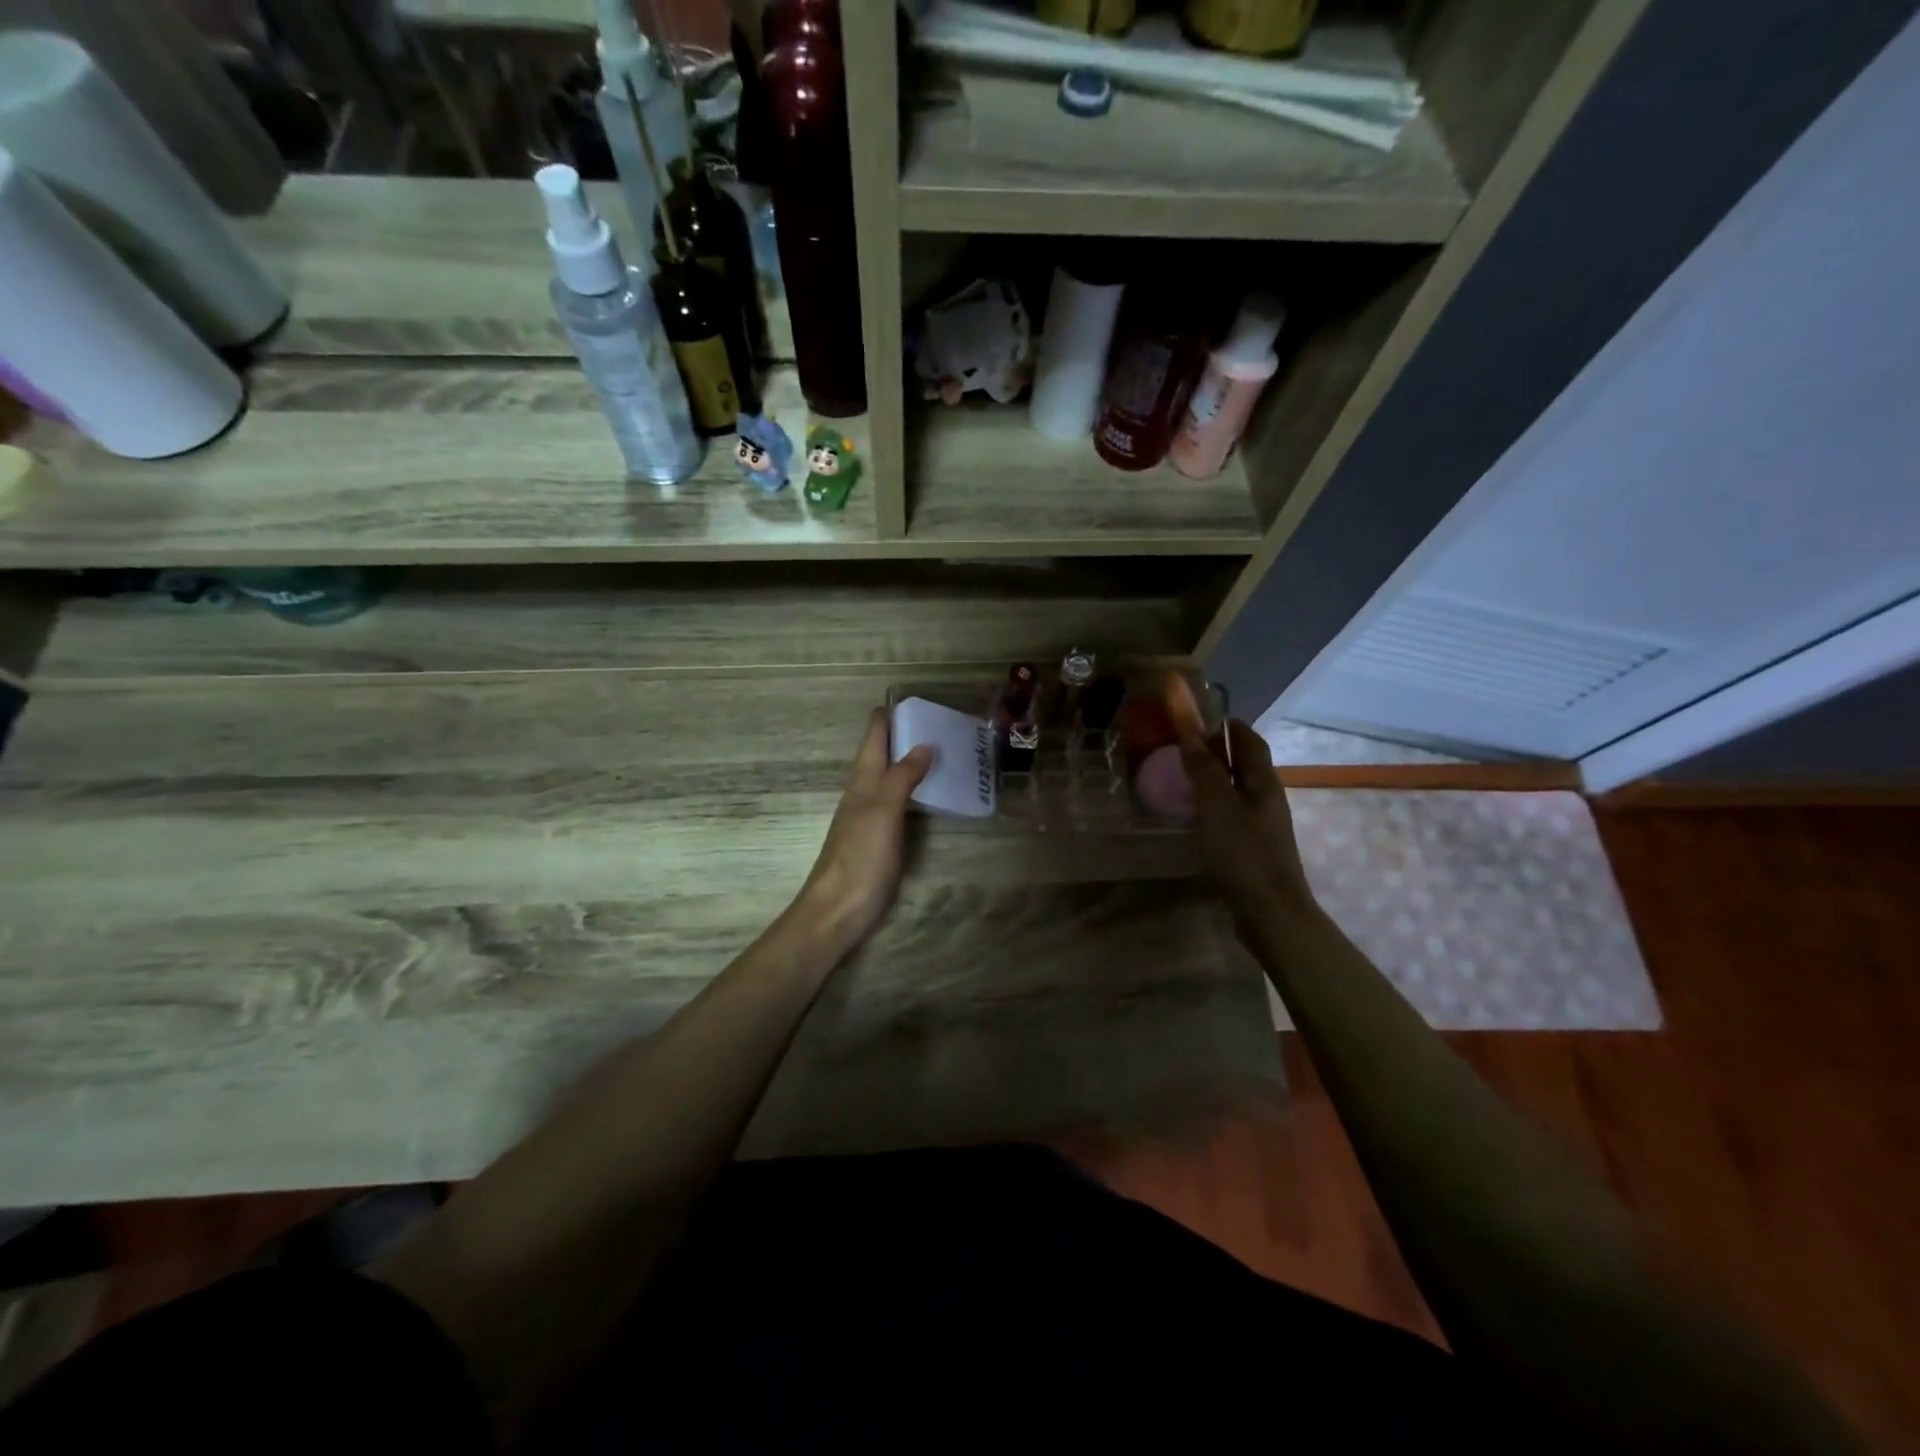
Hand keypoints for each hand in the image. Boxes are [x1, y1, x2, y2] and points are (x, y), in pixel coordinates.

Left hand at [793, 709, 932, 958]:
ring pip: (886, 778)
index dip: (886, 716)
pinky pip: (895, 802)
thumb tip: (923, 744)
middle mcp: (862, 794)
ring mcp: (868, 818)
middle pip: (878, 756)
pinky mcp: (876, 841)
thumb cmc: (860, 857)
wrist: (837, 910)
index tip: (907, 697)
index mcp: (862, 782)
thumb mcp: (883, 811)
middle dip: (899, 735)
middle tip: (932, 720)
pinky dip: (909, 789)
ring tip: (934, 749)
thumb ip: (902, 777)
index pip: (872, 739)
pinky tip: (923, 795)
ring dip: (905, 761)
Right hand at [1179, 719, 1315, 937]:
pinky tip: (1196, 814)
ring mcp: (1262, 825)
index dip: (1229, 725)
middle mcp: (1267, 798)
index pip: (1250, 741)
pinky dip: (1214, 804)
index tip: (1203, 714)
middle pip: (1245, 764)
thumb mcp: (1216, 806)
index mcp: (1263, 782)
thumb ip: (1203, 769)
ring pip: (1238, 790)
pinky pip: (1232, 814)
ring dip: (1216, 777)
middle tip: (1186, 743)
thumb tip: (1190, 732)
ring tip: (1185, 775)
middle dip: (1220, 750)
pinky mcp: (1253, 848)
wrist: (1270, 913)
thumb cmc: (1243, 853)